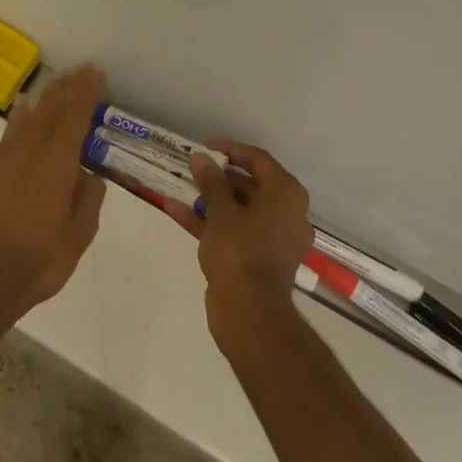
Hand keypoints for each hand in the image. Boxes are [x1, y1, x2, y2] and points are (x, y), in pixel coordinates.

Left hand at [0, 64, 107, 318]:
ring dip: (47, 96)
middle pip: (53, 111)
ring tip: (59, 78)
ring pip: (31, 118)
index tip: (96, 73)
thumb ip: (88, 200)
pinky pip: (9, 135)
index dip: (87, 93)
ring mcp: (9, 162)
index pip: (75, 118)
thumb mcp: (79, 235)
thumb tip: (89, 176)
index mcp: (58, 165)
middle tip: (82, 68)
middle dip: (69, 87)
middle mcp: (33, 154)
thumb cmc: (42, 260)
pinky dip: (18, 117)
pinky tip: (23, 106)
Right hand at [176, 141, 312, 345]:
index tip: (205, 147)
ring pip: (239, 209)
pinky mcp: (257, 258)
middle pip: (250, 184)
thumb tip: (201, 157)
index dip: (231, 150)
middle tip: (192, 168)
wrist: (250, 314)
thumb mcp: (222, 212)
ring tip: (181, 186)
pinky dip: (209, 221)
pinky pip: (234, 230)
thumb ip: (211, 181)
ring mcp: (272, 237)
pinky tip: (175, 210)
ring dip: (210, 198)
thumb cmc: (240, 252)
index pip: (259, 160)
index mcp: (286, 194)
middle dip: (218, 176)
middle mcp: (285, 212)